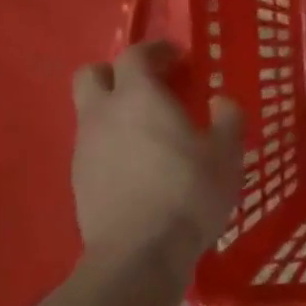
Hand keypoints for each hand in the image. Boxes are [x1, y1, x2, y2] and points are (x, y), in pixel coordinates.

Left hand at [71, 42, 243, 275]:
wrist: (139, 254)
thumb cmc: (188, 194)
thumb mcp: (226, 155)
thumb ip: (227, 120)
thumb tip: (221, 102)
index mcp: (139, 97)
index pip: (136, 55)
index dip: (156, 51)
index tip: (177, 57)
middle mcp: (103, 114)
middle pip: (92, 74)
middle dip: (117, 73)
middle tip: (148, 87)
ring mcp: (84, 148)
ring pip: (90, 113)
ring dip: (115, 112)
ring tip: (148, 133)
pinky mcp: (78, 180)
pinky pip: (93, 147)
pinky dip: (112, 145)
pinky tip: (138, 167)